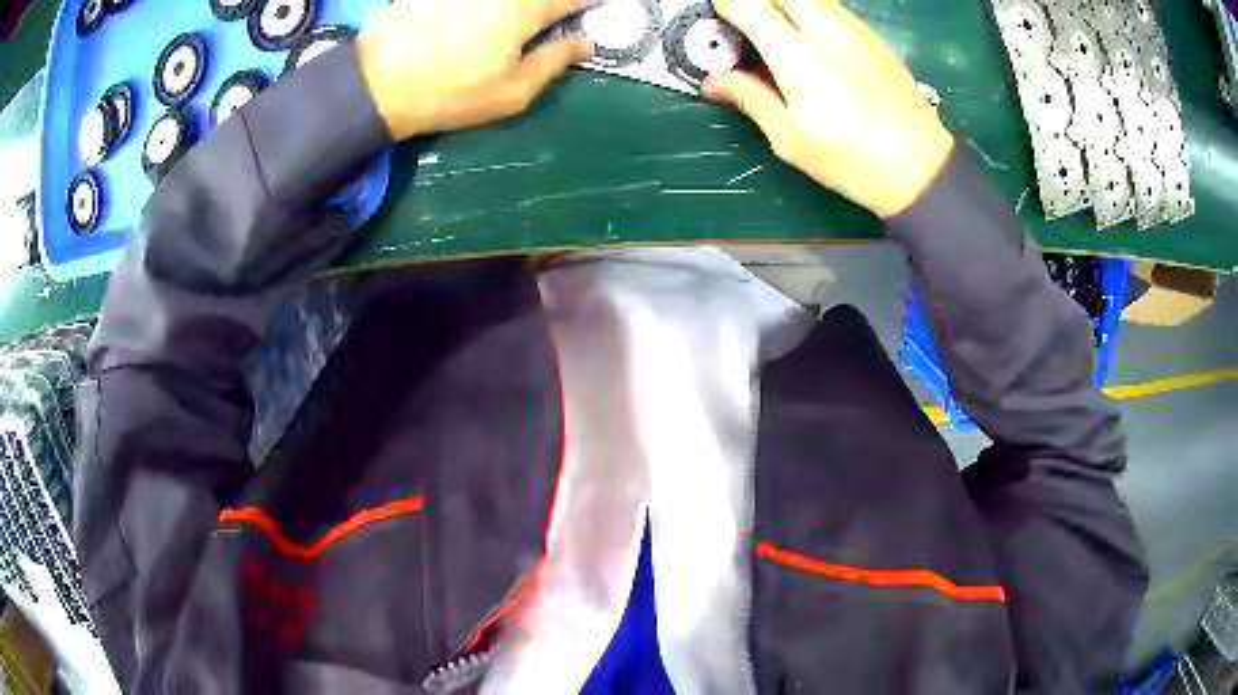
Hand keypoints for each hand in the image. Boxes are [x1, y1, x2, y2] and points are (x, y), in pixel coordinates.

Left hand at [357, 0, 592, 139]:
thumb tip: (584, 44)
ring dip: (516, 7)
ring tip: (513, 20)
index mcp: (527, 9)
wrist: (378, 83)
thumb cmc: (450, 93)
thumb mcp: (512, 92)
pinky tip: (476, 18)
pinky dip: (485, 6)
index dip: (587, 4)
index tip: (592, 9)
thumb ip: (555, 62)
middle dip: (548, 5)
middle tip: (547, 18)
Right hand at [704, 0, 954, 217]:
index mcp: (798, 58)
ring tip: (775, 36)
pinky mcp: (872, 36)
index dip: (724, 6)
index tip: (717, 23)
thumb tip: (715, 81)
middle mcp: (826, 31)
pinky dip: (809, 14)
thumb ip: (750, 99)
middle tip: (744, 27)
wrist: (921, 166)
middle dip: (755, 3)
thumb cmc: (853, 161)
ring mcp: (854, 29)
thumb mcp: (791, 140)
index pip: (747, 3)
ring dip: (782, 6)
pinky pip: (830, 8)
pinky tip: (811, 45)